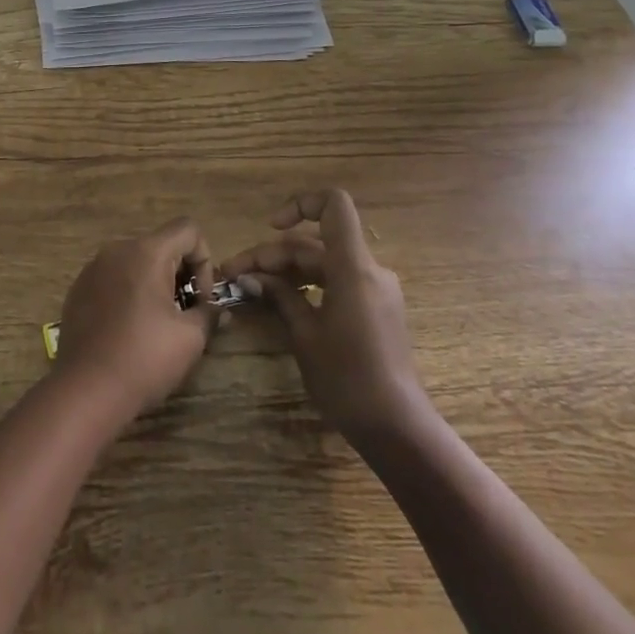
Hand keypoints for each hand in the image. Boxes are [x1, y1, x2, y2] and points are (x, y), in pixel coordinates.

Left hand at [55, 218, 217, 417]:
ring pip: (136, 262)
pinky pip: (114, 277)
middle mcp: (117, 250)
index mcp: (146, 252)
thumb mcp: (189, 339)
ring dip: (155, 284)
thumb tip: (220, 310)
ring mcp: (93, 267)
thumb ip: (209, 314)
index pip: (188, 229)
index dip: (204, 260)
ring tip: (157, 325)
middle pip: (161, 245)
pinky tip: (128, 330)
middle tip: (184, 315)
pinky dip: (129, 293)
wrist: (86, 388)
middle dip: (180, 275)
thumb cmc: (144, 358)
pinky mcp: (79, 288)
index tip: (200, 298)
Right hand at [221, 189, 431, 447]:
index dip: (300, 204)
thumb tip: (251, 277)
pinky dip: (308, 285)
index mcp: (353, 267)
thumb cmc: (348, 378)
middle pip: (315, 243)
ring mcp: (375, 290)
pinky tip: (282, 302)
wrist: (398, 429)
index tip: (271, 227)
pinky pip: (337, 282)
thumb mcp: (305, 335)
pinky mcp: (375, 310)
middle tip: (235, 275)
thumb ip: (280, 296)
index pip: (334, 205)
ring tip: (251, 288)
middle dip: (274, 254)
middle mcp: (369, 269)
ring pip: (323, 263)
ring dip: (287, 271)